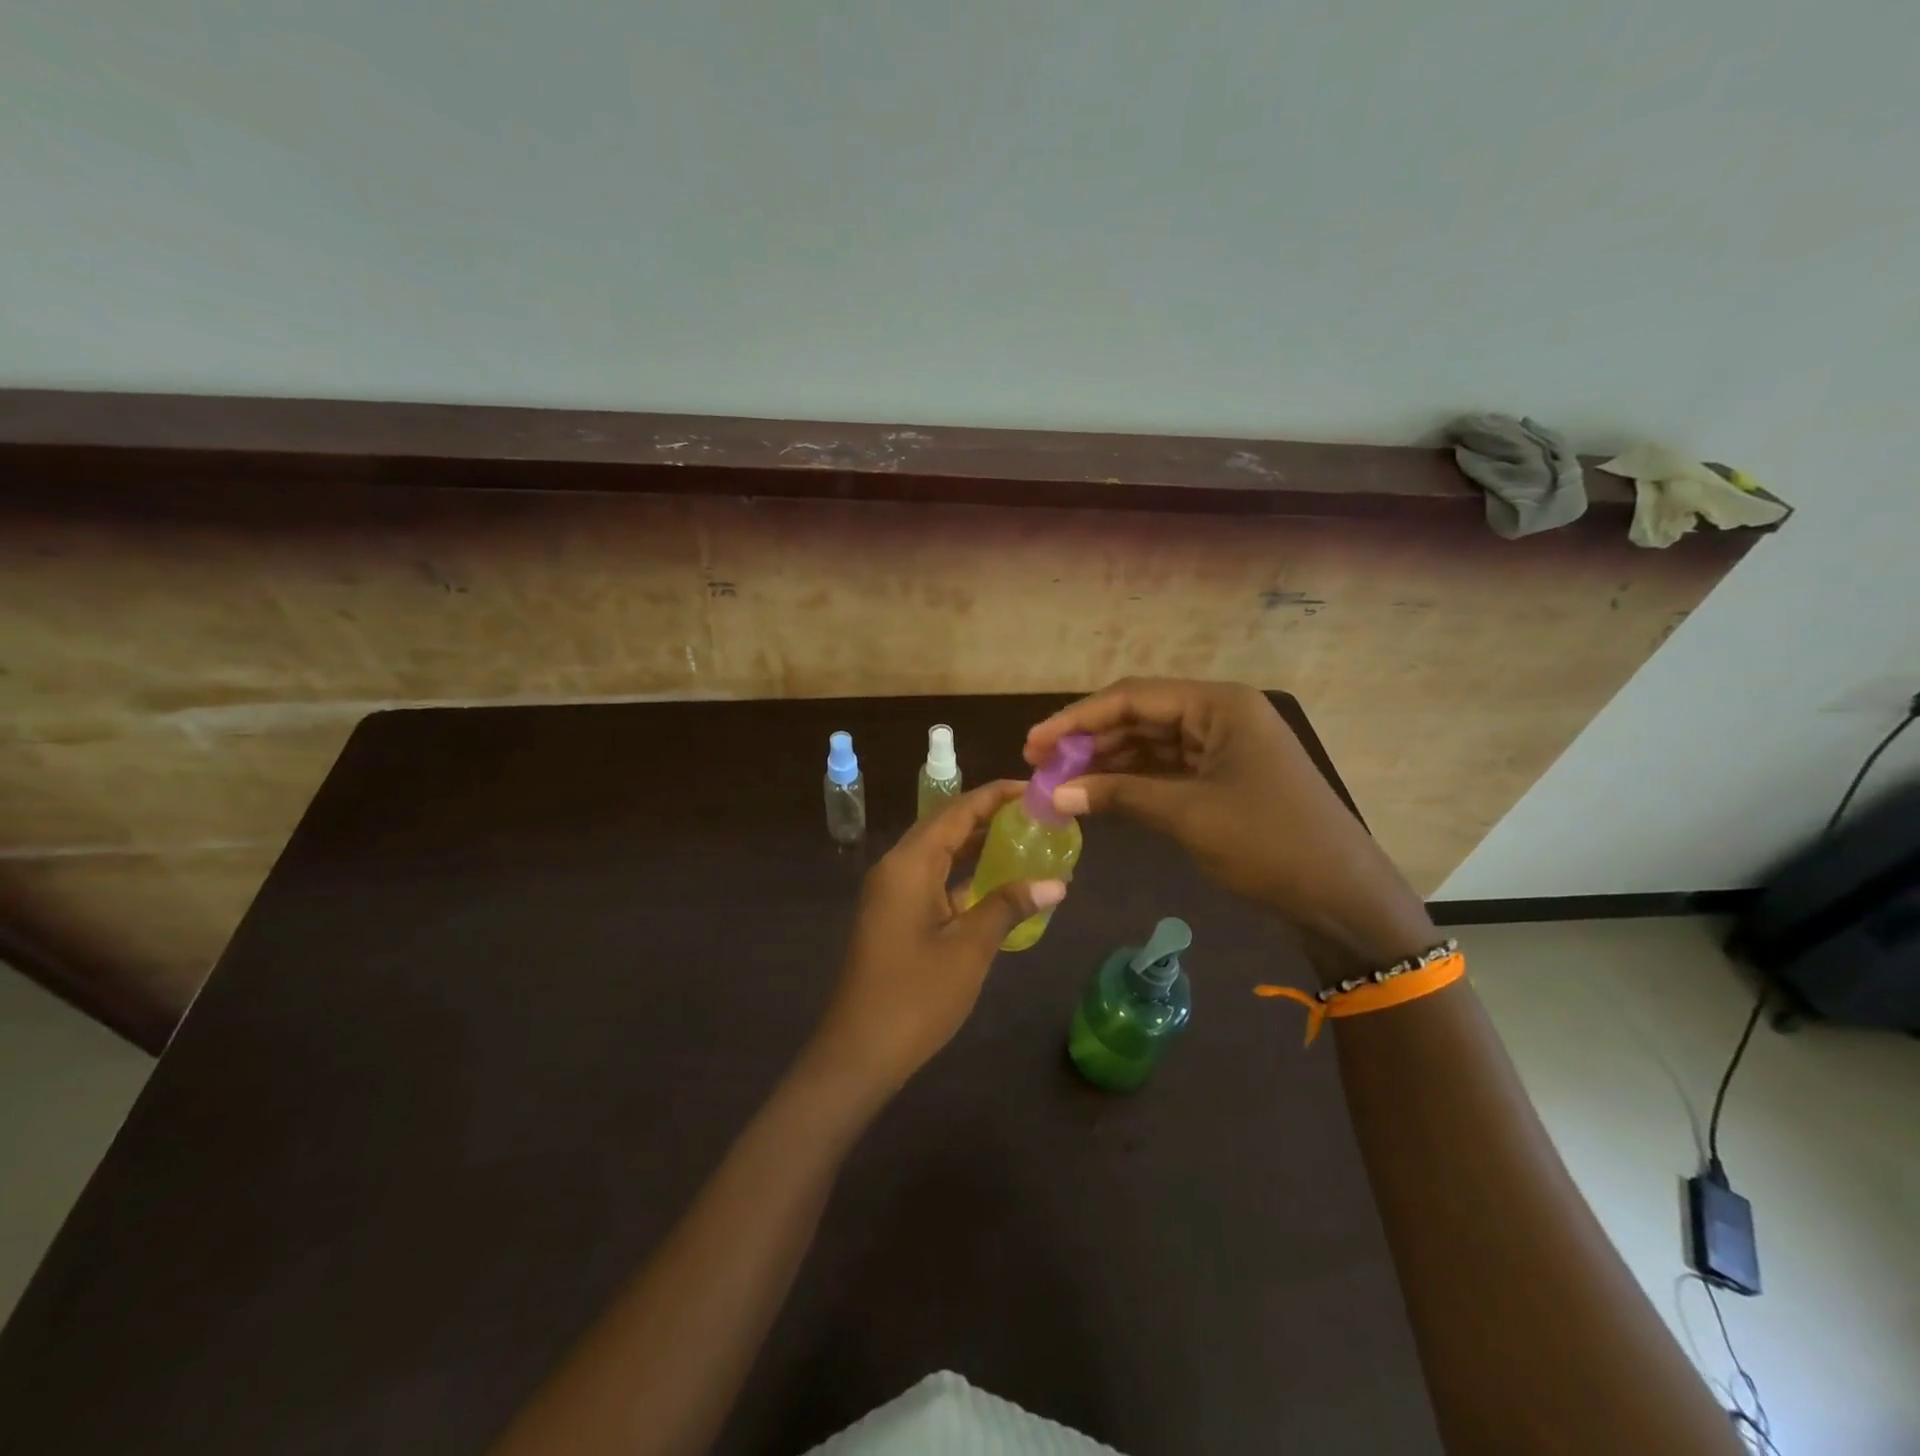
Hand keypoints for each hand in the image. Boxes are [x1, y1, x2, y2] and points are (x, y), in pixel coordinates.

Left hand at [807, 781, 1066, 1096]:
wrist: (859, 1052)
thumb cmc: (915, 996)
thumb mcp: (969, 949)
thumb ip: (1009, 907)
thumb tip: (1056, 883)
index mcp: (909, 864)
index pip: (957, 811)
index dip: (995, 796)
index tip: (1033, 788)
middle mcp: (895, 868)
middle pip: (945, 827)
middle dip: (988, 816)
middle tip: (1034, 814)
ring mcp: (890, 893)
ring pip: (937, 854)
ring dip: (975, 845)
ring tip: (1023, 839)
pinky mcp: (892, 916)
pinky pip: (931, 880)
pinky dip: (961, 876)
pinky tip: (995, 884)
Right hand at [1025, 678, 1433, 971]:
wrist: (1342, 898)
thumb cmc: (1269, 845)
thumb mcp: (1188, 815)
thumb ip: (1119, 795)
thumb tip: (1053, 793)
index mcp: (1219, 705)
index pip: (1132, 698)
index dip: (1076, 719)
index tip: (1033, 743)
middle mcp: (1219, 714)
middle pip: (1139, 716)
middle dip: (1088, 740)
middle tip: (1039, 765)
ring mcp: (1223, 746)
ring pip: (1150, 743)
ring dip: (1106, 761)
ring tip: (1059, 782)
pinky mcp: (1223, 777)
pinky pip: (1166, 769)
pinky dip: (1131, 781)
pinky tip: (1097, 794)